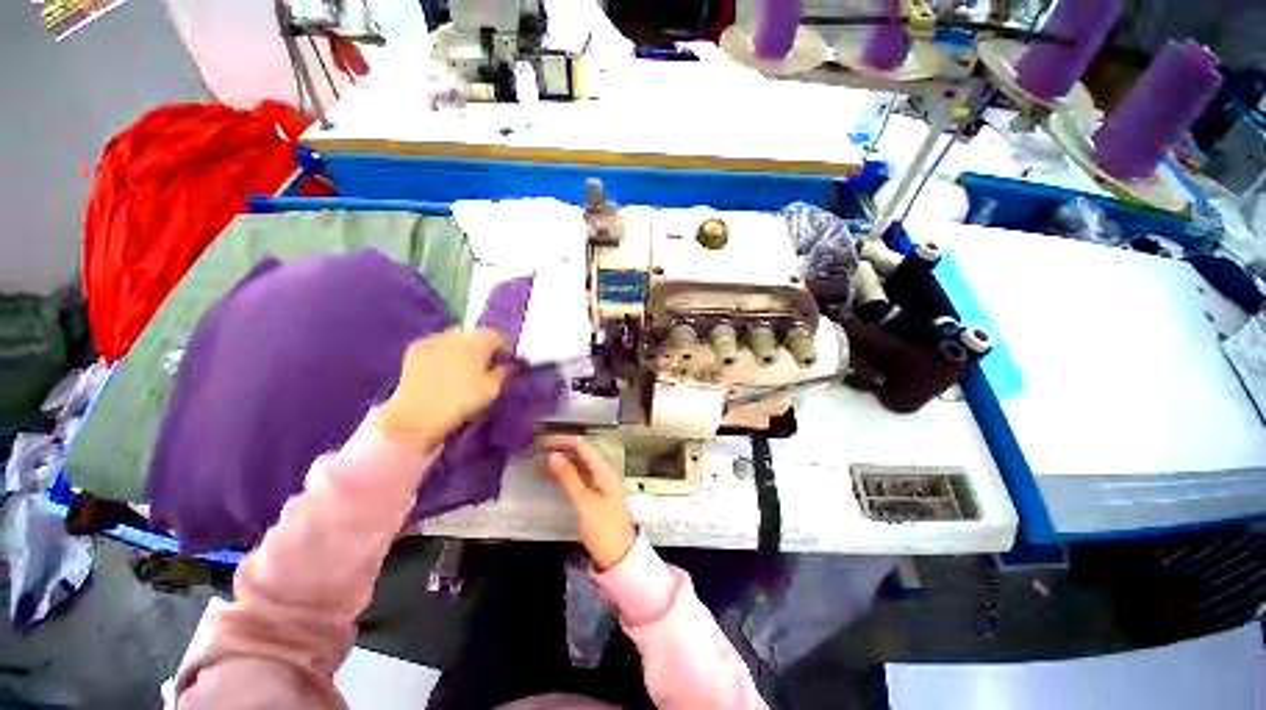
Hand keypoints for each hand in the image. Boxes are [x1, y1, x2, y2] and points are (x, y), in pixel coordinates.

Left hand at [376, 328, 510, 448]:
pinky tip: (442, 368)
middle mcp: (456, 335)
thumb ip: (504, 372)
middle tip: (483, 364)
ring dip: (461, 347)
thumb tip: (510, 365)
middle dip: (481, 345)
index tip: (504, 362)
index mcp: (477, 342)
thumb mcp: (491, 389)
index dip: (503, 348)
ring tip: (461, 367)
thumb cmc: (461, 402)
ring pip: (454, 337)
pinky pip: (436, 344)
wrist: (417, 416)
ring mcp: (433, 339)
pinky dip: (443, 351)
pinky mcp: (415, 348)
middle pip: (475, 333)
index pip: (497, 335)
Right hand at [539, 436, 635, 570]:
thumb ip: (568, 476)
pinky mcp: (594, 493)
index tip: (542, 442)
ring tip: (537, 463)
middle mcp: (603, 470)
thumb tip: (552, 454)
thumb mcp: (583, 500)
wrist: (618, 555)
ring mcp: (598, 482)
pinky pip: (577, 477)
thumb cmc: (603, 526)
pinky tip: (548, 476)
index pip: (582, 445)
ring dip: (559, 462)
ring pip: (577, 465)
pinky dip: (563, 475)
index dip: (563, 441)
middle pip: (580, 453)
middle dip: (559, 450)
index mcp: (604, 468)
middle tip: (536, 451)